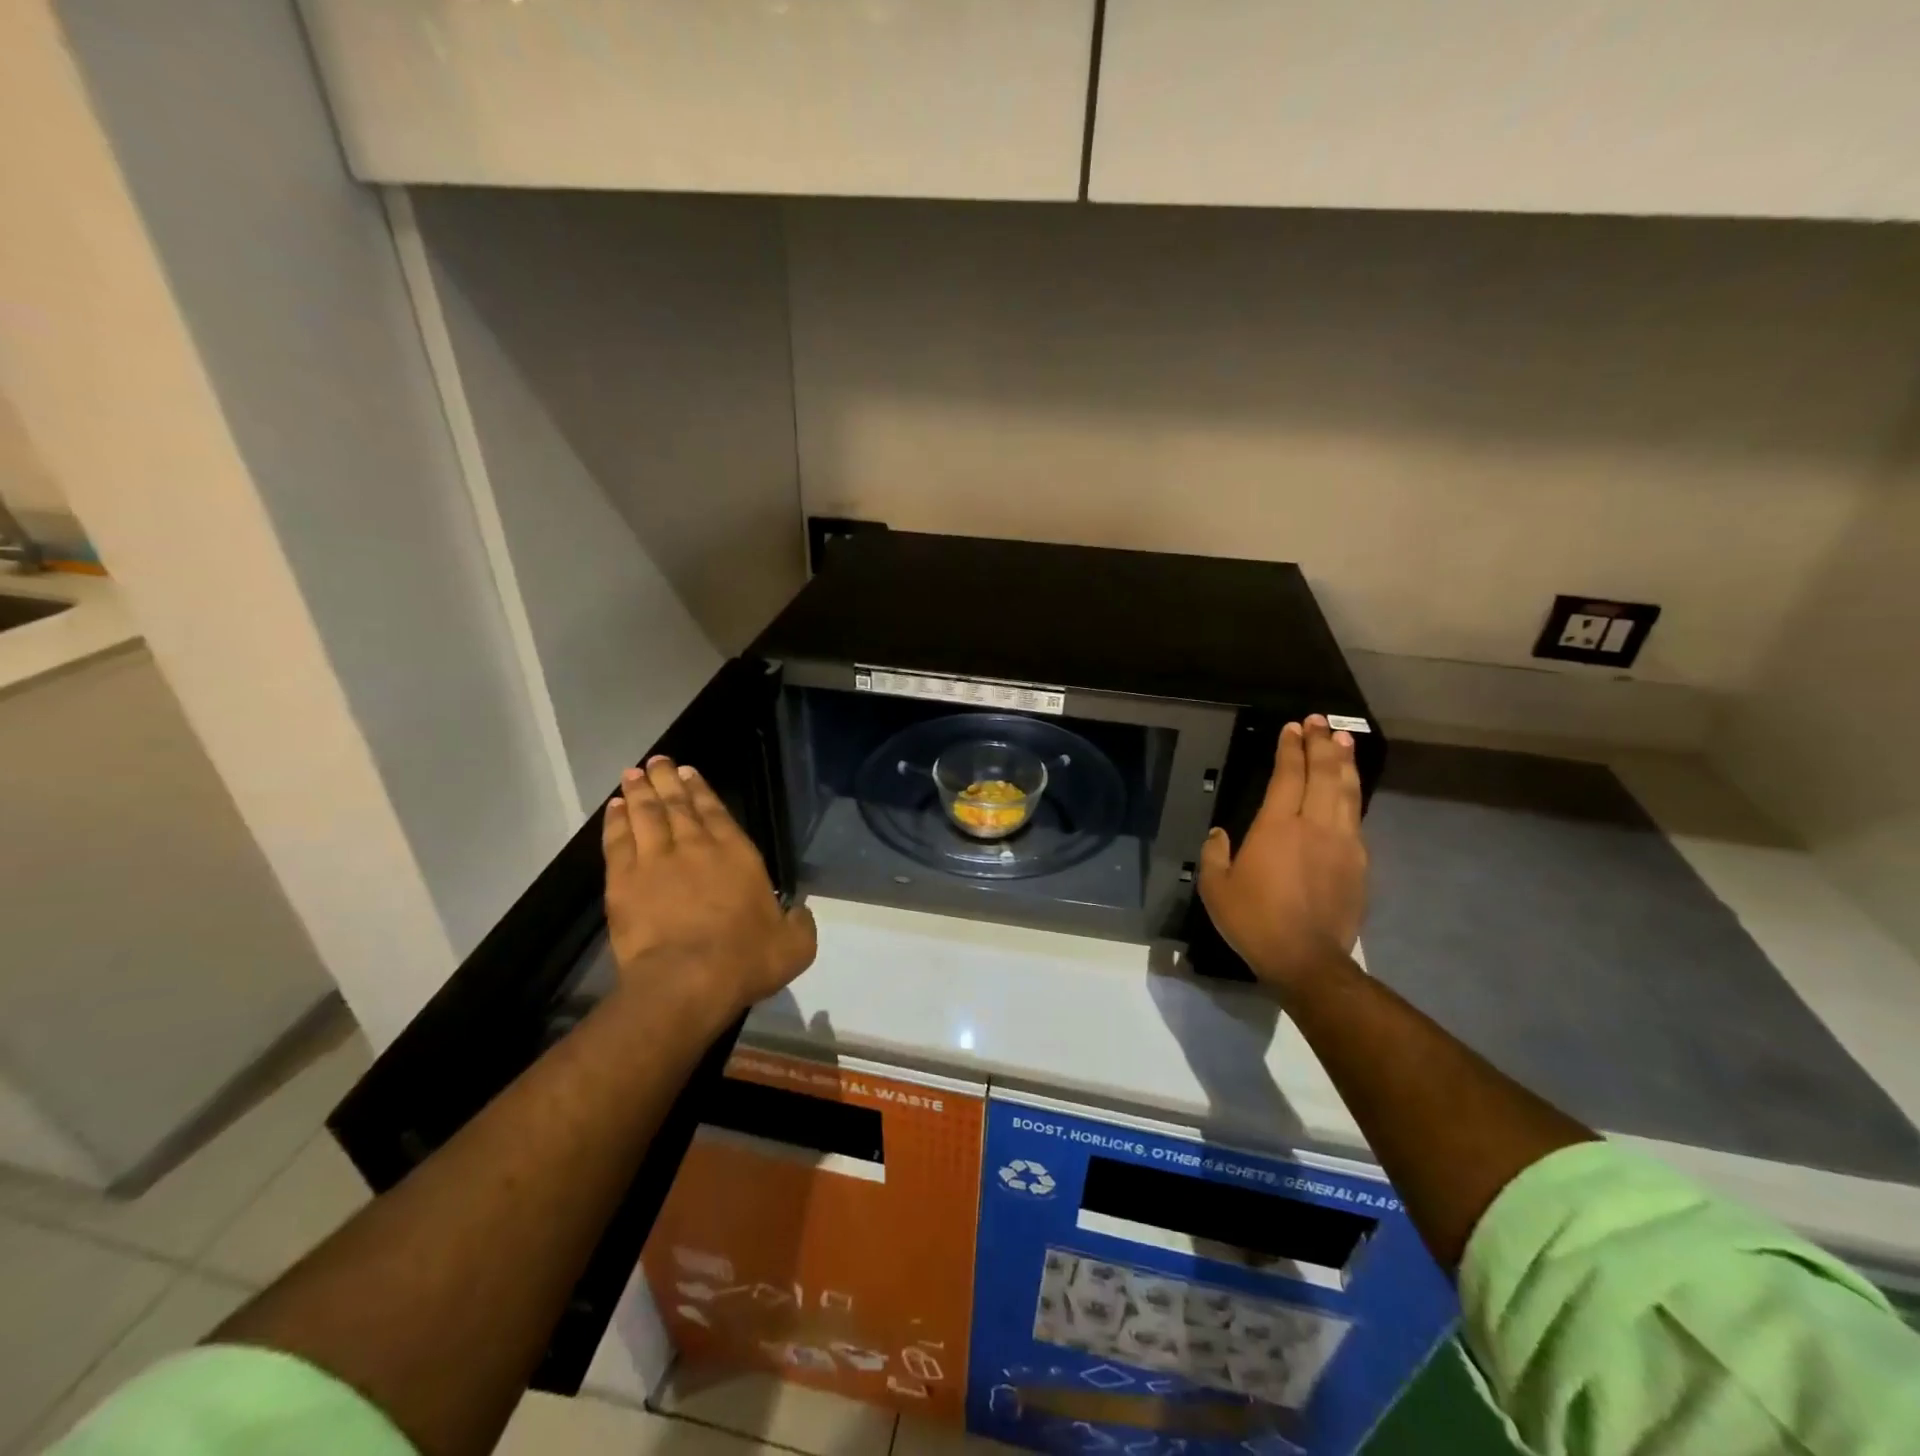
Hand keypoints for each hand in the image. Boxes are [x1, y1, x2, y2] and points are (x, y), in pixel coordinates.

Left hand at [602, 755, 816, 1027]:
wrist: (687, 980)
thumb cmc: (745, 960)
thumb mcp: (794, 946)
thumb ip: (799, 924)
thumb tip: (799, 912)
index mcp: (737, 855)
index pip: (716, 812)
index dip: (701, 790)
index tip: (688, 772)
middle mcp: (696, 847)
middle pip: (678, 805)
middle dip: (667, 780)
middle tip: (657, 762)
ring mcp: (656, 861)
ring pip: (646, 815)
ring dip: (639, 792)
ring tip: (632, 773)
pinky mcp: (624, 881)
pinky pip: (618, 841)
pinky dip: (615, 821)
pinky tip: (613, 808)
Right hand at [1198, 716, 1367, 996]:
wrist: (1307, 959)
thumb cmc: (1254, 920)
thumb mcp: (1215, 887)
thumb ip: (1215, 853)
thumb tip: (1220, 833)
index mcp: (1276, 826)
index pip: (1287, 776)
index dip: (1290, 749)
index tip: (1292, 727)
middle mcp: (1314, 825)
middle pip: (1323, 774)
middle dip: (1320, 744)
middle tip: (1319, 722)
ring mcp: (1343, 842)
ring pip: (1347, 792)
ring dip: (1344, 763)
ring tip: (1343, 741)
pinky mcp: (1359, 863)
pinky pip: (1356, 817)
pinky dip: (1353, 795)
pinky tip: (1350, 789)